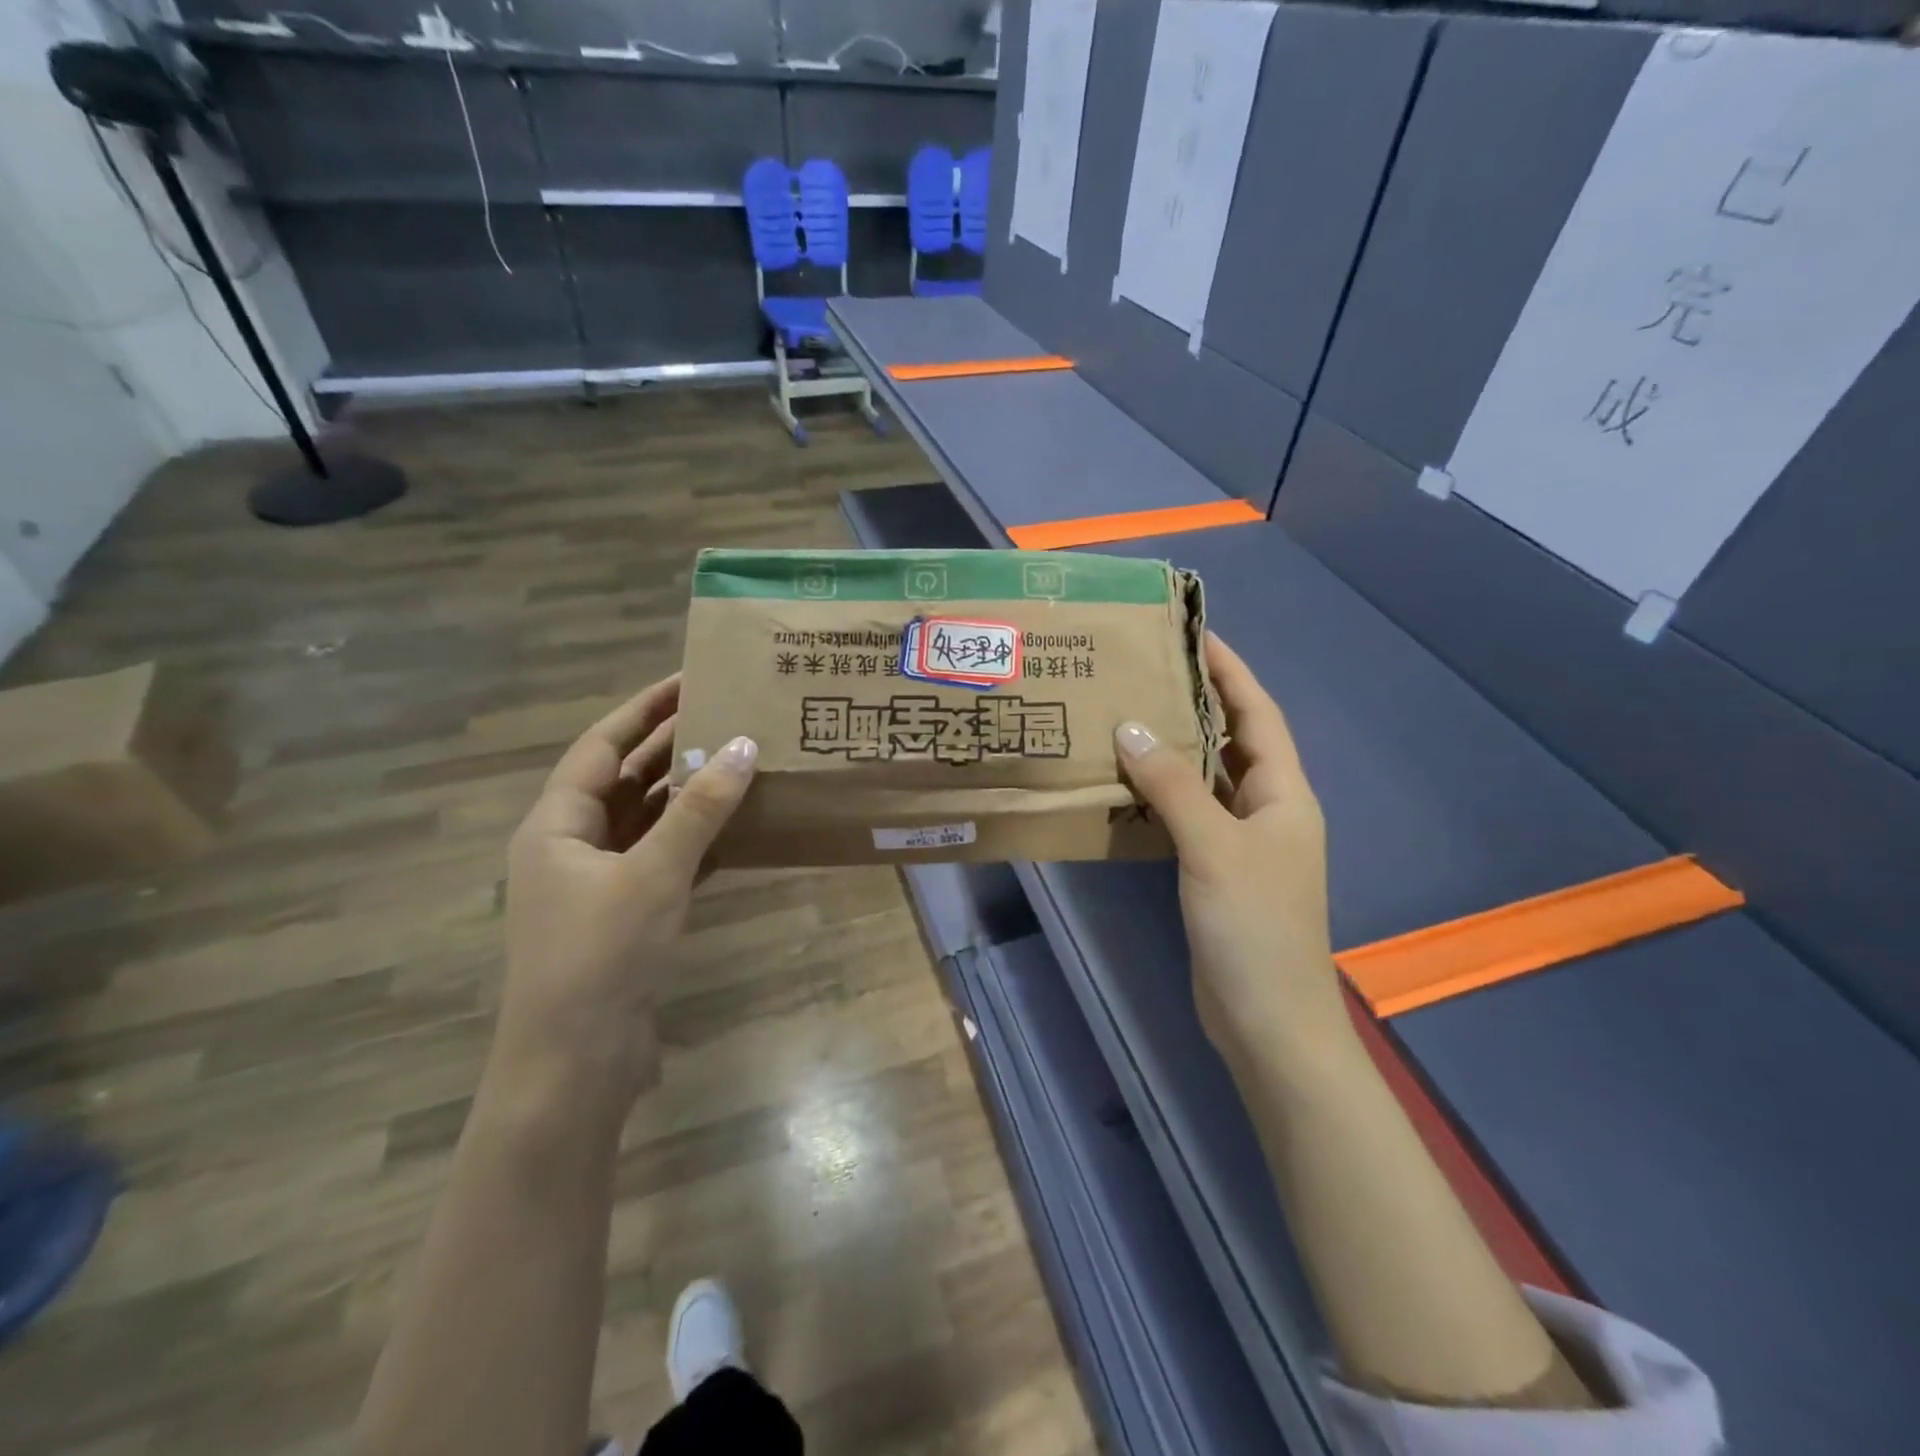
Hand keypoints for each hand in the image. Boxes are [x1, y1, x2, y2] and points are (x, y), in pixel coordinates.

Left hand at [496, 675, 757, 1121]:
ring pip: (649, 820)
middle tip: (727, 712)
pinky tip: (739, 825)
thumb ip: (700, 809)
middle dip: (672, 746)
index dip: (644, 709)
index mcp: (557, 824)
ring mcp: (601, 883)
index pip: (602, 745)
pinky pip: (666, 858)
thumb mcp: (654, 873)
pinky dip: (698, 839)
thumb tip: (743, 745)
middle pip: (626, 779)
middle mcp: (573, 845)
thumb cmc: (601, 956)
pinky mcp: (628, 914)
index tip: (689, 678)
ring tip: (741, 759)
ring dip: (690, 793)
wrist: (576, 1065)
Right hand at [1114, 634, 1352, 1067]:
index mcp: (1283, 793)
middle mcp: (1268, 809)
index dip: (1231, 670)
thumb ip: (1173, 785)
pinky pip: (1188, 814)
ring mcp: (1242, 842)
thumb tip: (1131, 728)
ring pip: (1207, 778)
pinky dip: (1161, 794)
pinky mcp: (1216, 870)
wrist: (1269, 1020)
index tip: (1195, 633)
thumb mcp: (1214, 847)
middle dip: (1197, 702)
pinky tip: (1125, 783)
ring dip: (1175, 748)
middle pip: (1233, 739)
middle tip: (1146, 671)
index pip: (1258, 713)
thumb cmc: (1254, 927)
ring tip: (1128, 715)